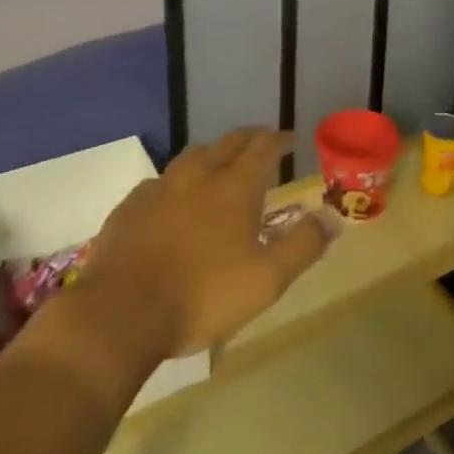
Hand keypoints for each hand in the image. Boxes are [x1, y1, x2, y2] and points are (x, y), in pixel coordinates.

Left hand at [75, 127, 338, 357]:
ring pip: (192, 156)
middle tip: (261, 145)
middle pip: (228, 143)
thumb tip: (333, 217)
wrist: (119, 314)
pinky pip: (160, 181)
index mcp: (235, 186)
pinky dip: (178, 182)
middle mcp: (198, 175)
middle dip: (250, 139)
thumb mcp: (267, 280)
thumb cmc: (202, 296)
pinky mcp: (130, 206)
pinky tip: (174, 200)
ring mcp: (160, 187)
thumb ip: (303, 246)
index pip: (263, 147)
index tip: (290, 139)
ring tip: (220, 167)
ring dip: (213, 155)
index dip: (280, 140)